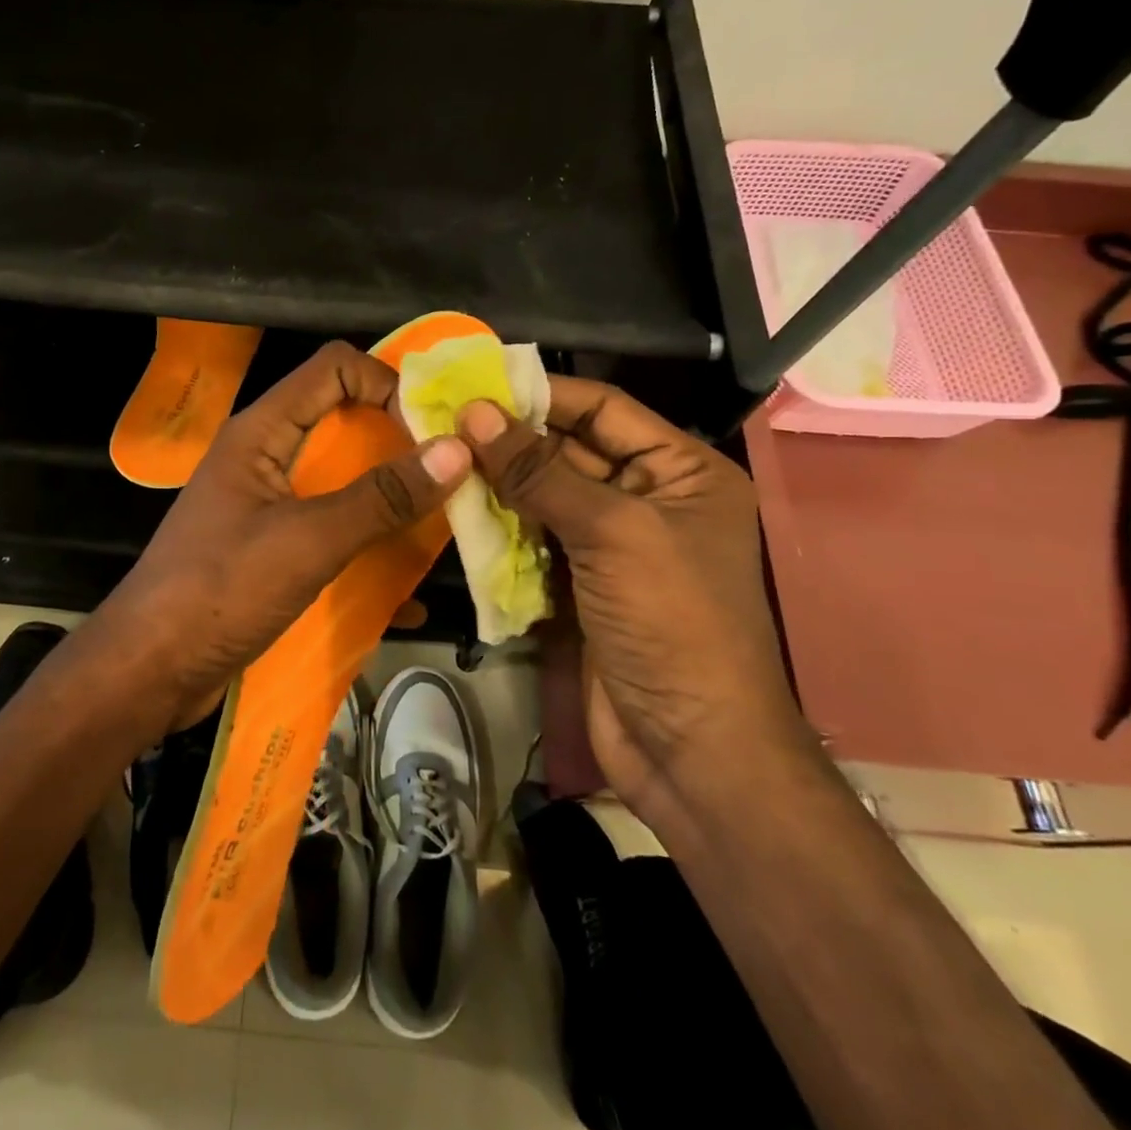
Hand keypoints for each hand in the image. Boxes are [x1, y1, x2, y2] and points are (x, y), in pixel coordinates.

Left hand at [105, 342, 471, 734]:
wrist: (150, 671)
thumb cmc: (220, 591)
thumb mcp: (307, 541)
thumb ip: (380, 498)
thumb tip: (455, 450)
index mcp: (262, 432)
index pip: (334, 368)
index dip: (386, 382)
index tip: (431, 429)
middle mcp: (266, 456)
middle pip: (344, 421)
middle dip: (400, 442)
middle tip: (456, 473)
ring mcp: (269, 504)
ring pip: (343, 480)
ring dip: (392, 499)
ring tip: (447, 523)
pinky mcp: (274, 547)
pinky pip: (333, 530)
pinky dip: (368, 548)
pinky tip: (407, 591)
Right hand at [456, 379, 808, 807]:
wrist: (689, 748)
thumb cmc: (671, 622)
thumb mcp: (611, 532)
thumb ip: (539, 470)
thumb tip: (475, 412)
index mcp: (681, 471)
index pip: (605, 409)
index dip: (542, 392)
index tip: (475, 381)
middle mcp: (649, 498)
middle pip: (570, 450)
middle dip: (511, 439)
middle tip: (442, 421)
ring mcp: (612, 545)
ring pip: (546, 495)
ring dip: (499, 483)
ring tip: (441, 458)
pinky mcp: (581, 584)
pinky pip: (535, 540)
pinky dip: (501, 528)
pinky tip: (458, 511)